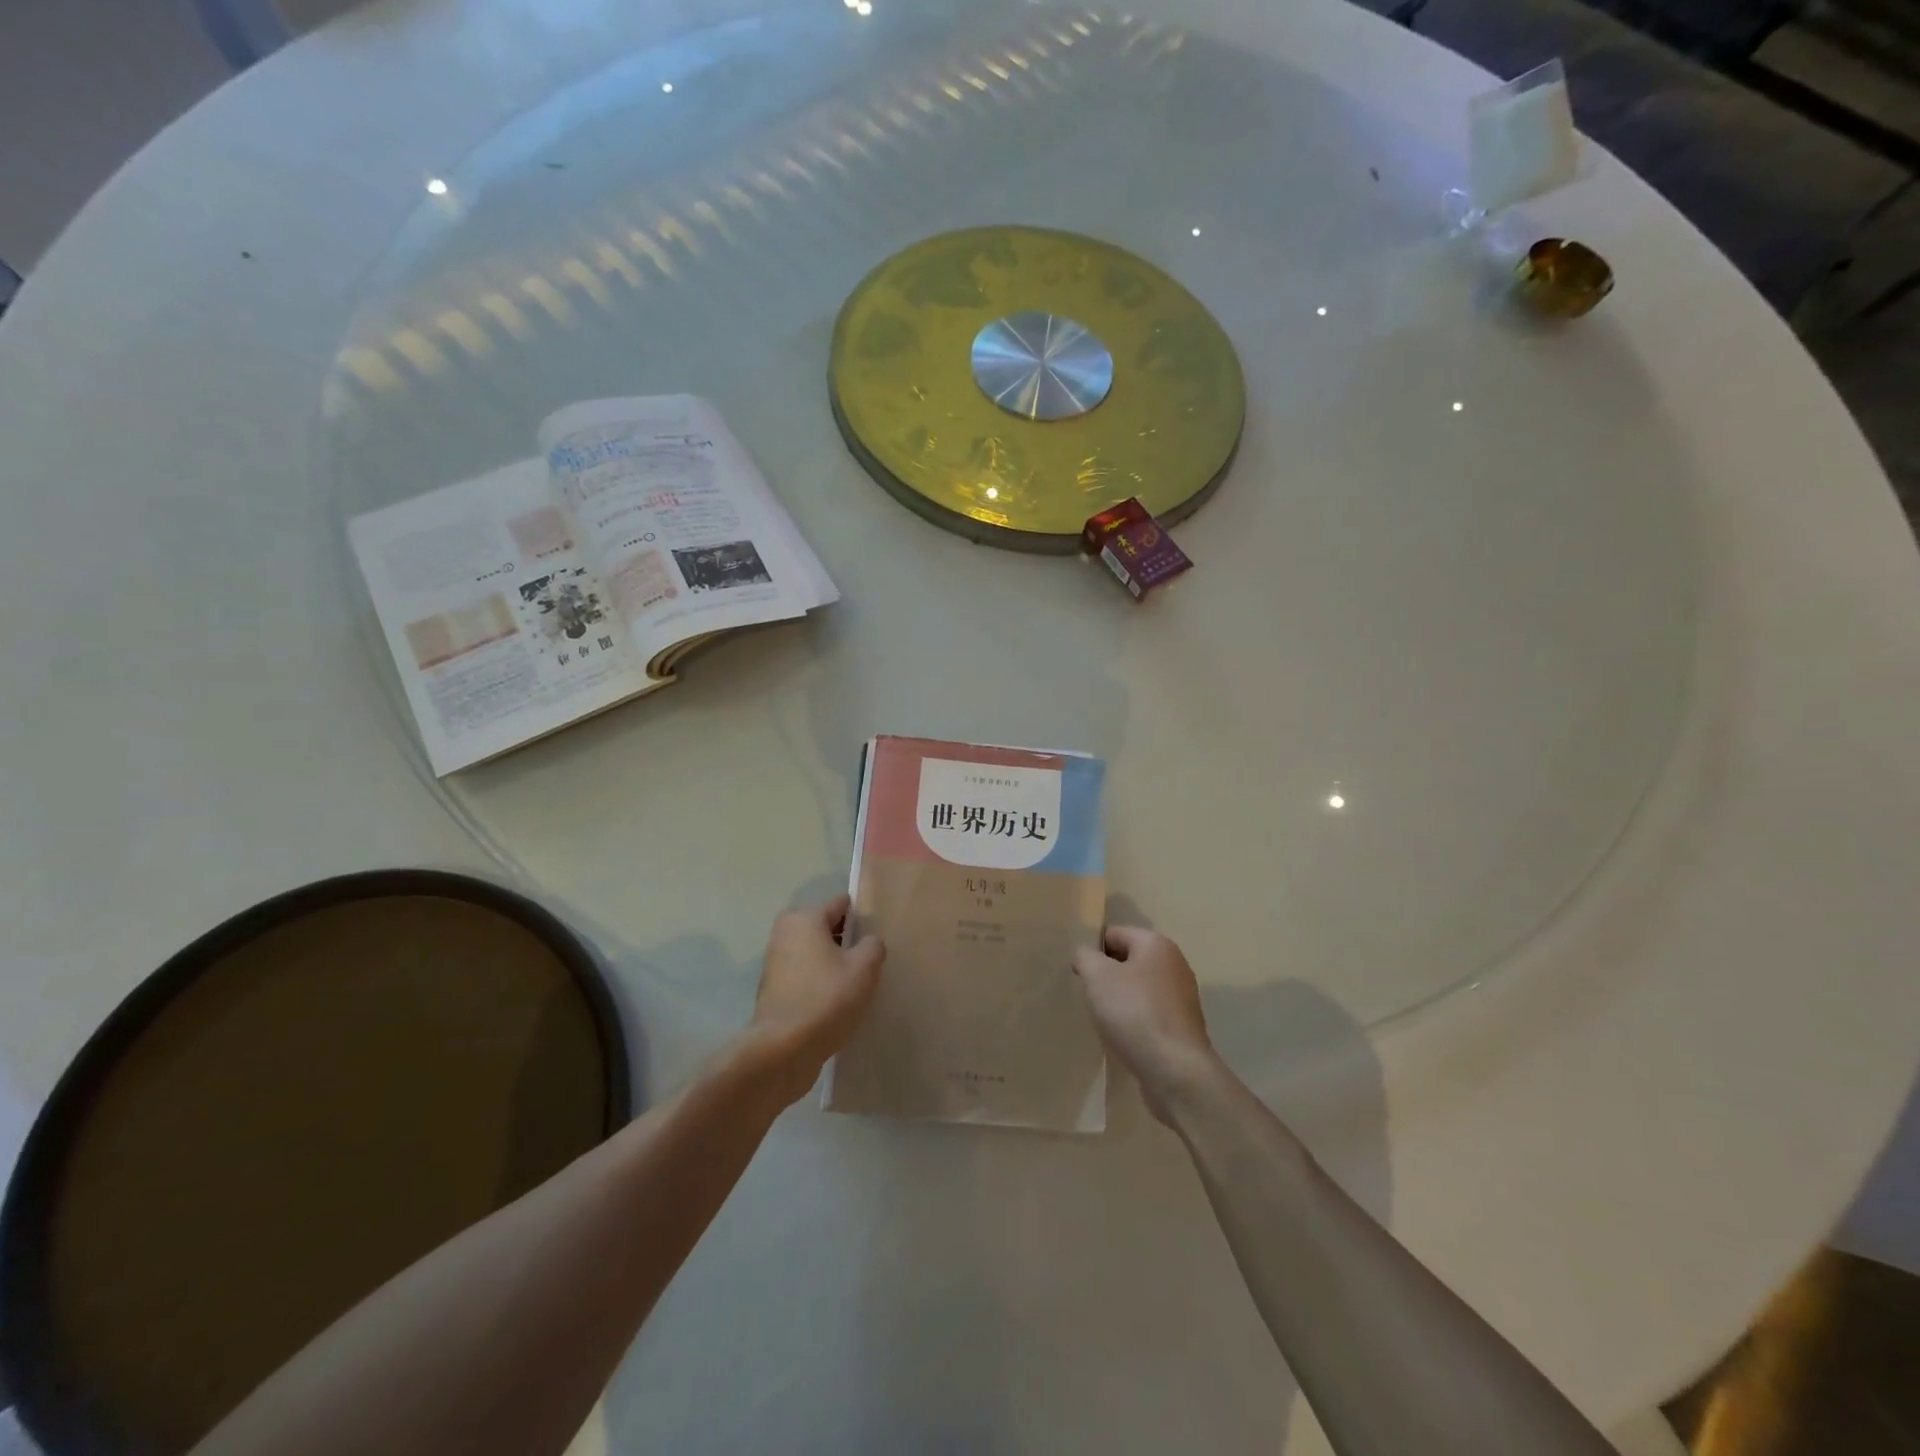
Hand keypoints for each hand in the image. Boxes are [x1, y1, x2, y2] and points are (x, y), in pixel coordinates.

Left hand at [746, 894, 884, 1103]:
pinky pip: (804, 975)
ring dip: (832, 962)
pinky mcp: (773, 990)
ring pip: (814, 952)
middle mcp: (785, 933)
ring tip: (856, 982)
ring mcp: (775, 962)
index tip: (878, 933)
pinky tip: (836, 1001)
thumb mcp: (864, 968)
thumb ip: (873, 945)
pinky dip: (819, 981)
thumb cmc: (827, 998)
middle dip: (845, 939)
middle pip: (825, 927)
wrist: (783, 1050)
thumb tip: (869, 941)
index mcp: (805, 918)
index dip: (862, 916)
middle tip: (869, 960)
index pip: (840, 904)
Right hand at [1072, 926, 1219, 1125]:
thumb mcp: (1097, 976)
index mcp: (1156, 944)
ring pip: (1138, 988)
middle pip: (1128, 960)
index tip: (1077, 973)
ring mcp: (1182, 997)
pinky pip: (1149, 1013)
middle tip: (1087, 995)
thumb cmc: (1134, 1013)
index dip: (1092, 950)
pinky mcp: (1182, 1026)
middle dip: (1106, 975)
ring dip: (1119, 1000)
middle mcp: (1174, 964)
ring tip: (1102, 1019)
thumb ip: (1084, 956)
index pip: (1114, 933)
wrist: (1176, 1071)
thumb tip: (1084, 954)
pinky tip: (1122, 1037)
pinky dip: (1133, 1021)